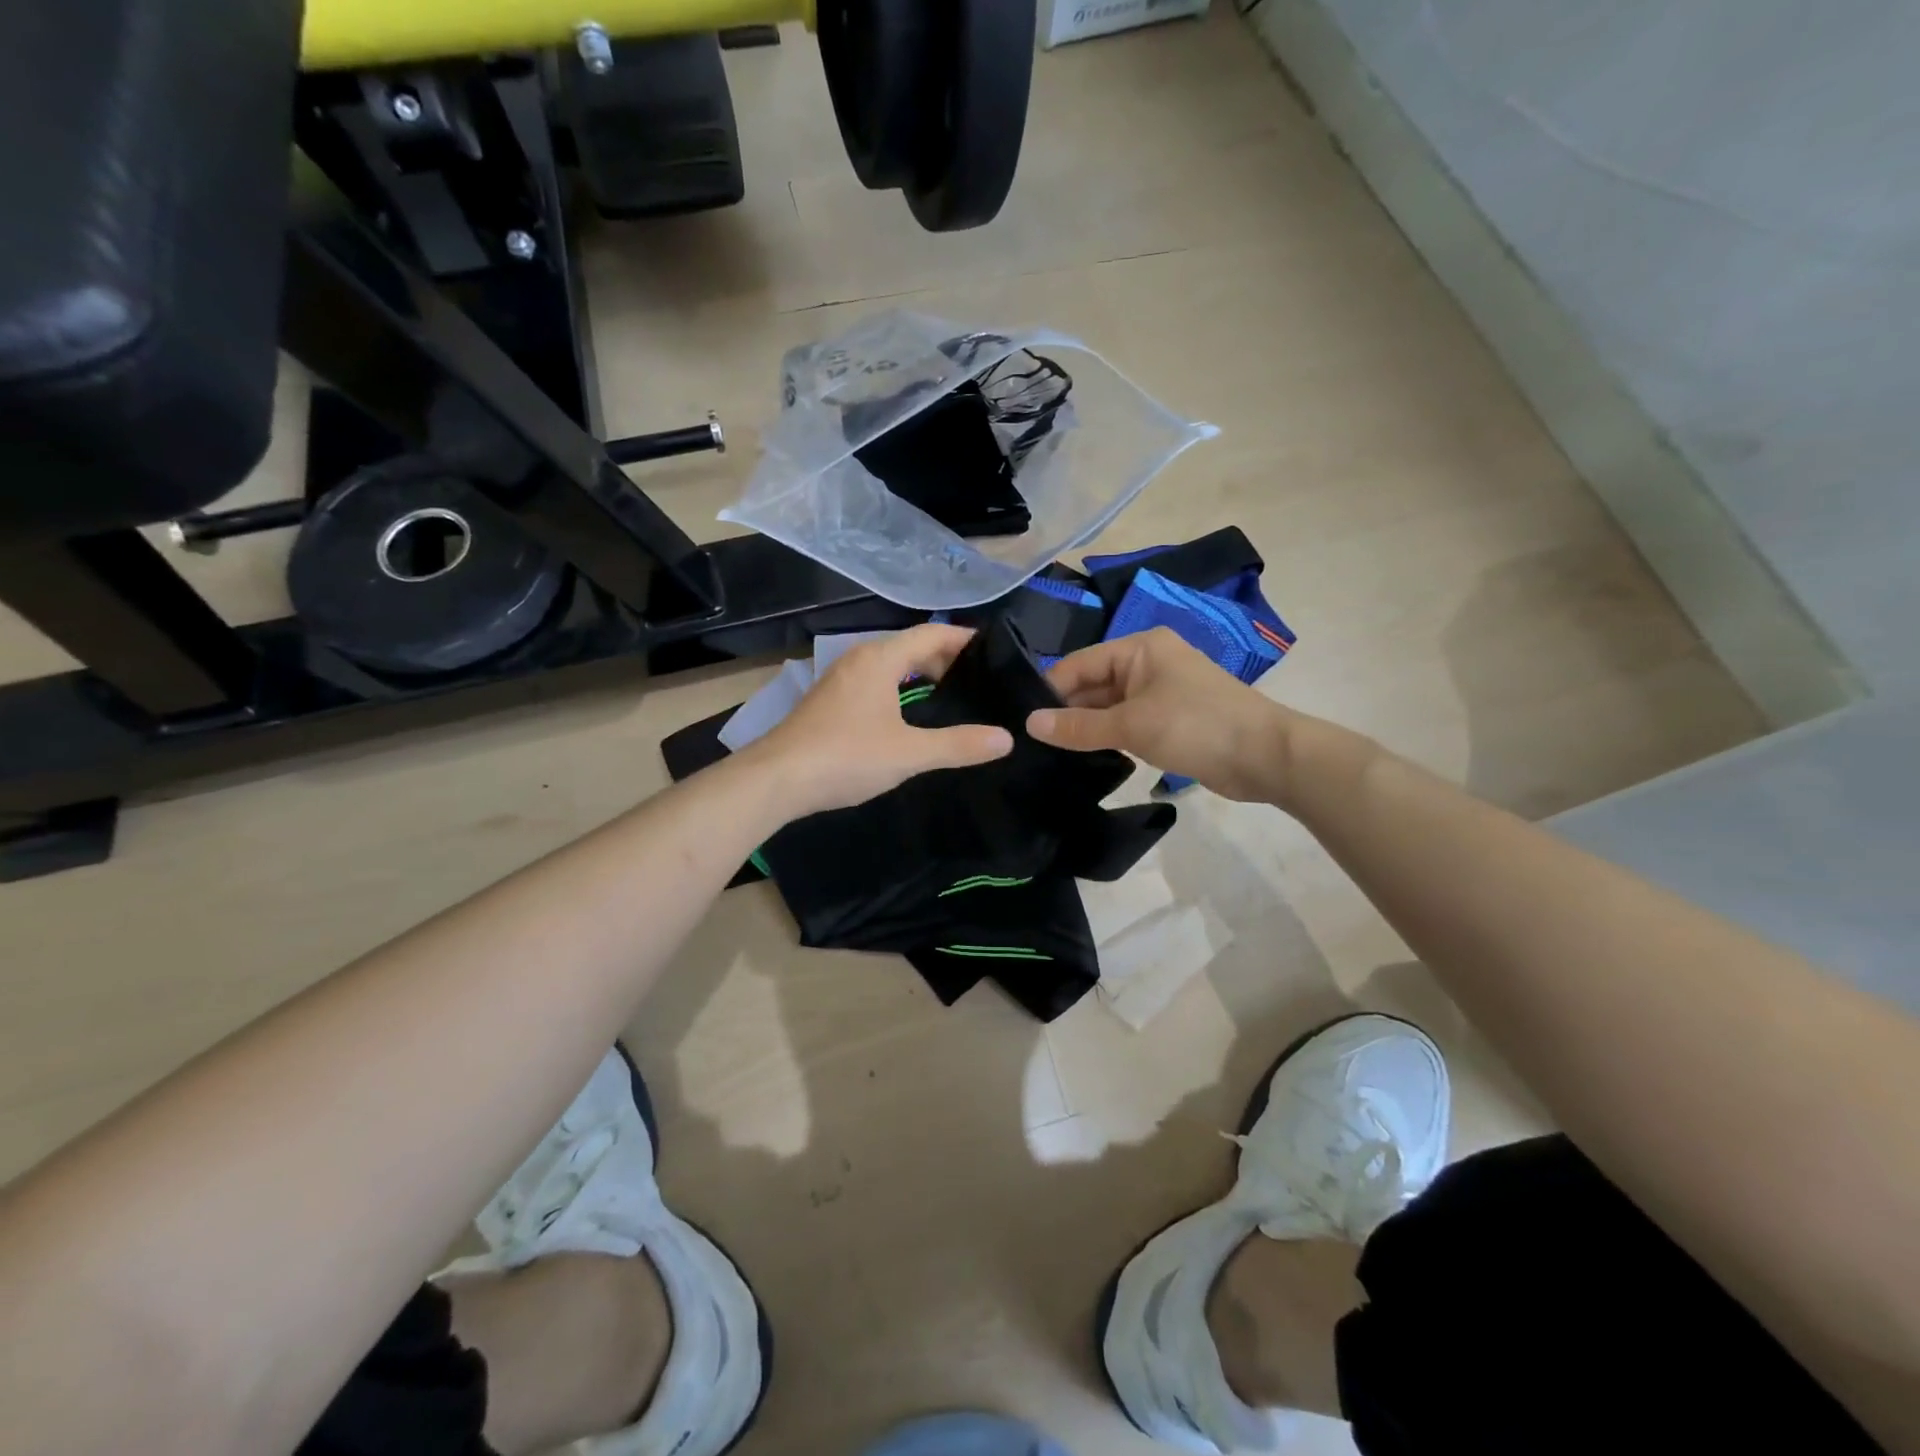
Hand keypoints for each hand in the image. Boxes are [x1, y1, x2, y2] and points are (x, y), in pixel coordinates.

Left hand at [747, 624, 1013, 818]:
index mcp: (880, 658)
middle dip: (946, 659)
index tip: (994, 651)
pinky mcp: (829, 700)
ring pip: (891, 664)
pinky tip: (909, 715)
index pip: (932, 634)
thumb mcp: (909, 753)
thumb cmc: (846, 757)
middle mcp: (859, 658)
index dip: (965, 639)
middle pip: (911, 646)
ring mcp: (840, 678)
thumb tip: (1006, 739)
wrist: (776, 779)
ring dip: (921, 674)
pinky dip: (900, 687)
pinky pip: (875, 681)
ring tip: (952, 696)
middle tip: (980, 681)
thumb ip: (959, 745)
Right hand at [1027, 628, 1294, 802]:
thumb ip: (1079, 726)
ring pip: (1108, 706)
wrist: (1266, 756)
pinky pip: (1126, 722)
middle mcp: (1148, 662)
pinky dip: (1107, 736)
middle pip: (1093, 683)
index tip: (1019, 720)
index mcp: (1140, 647)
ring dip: (1085, 726)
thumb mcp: (1131, 726)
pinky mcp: (1169, 719)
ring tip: (1046, 752)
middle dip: (1065, 710)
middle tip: (1029, 741)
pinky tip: (1082, 756)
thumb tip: (1029, 725)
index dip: (1049, 690)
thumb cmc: (1196, 726)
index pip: (1079, 663)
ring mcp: (1160, 691)